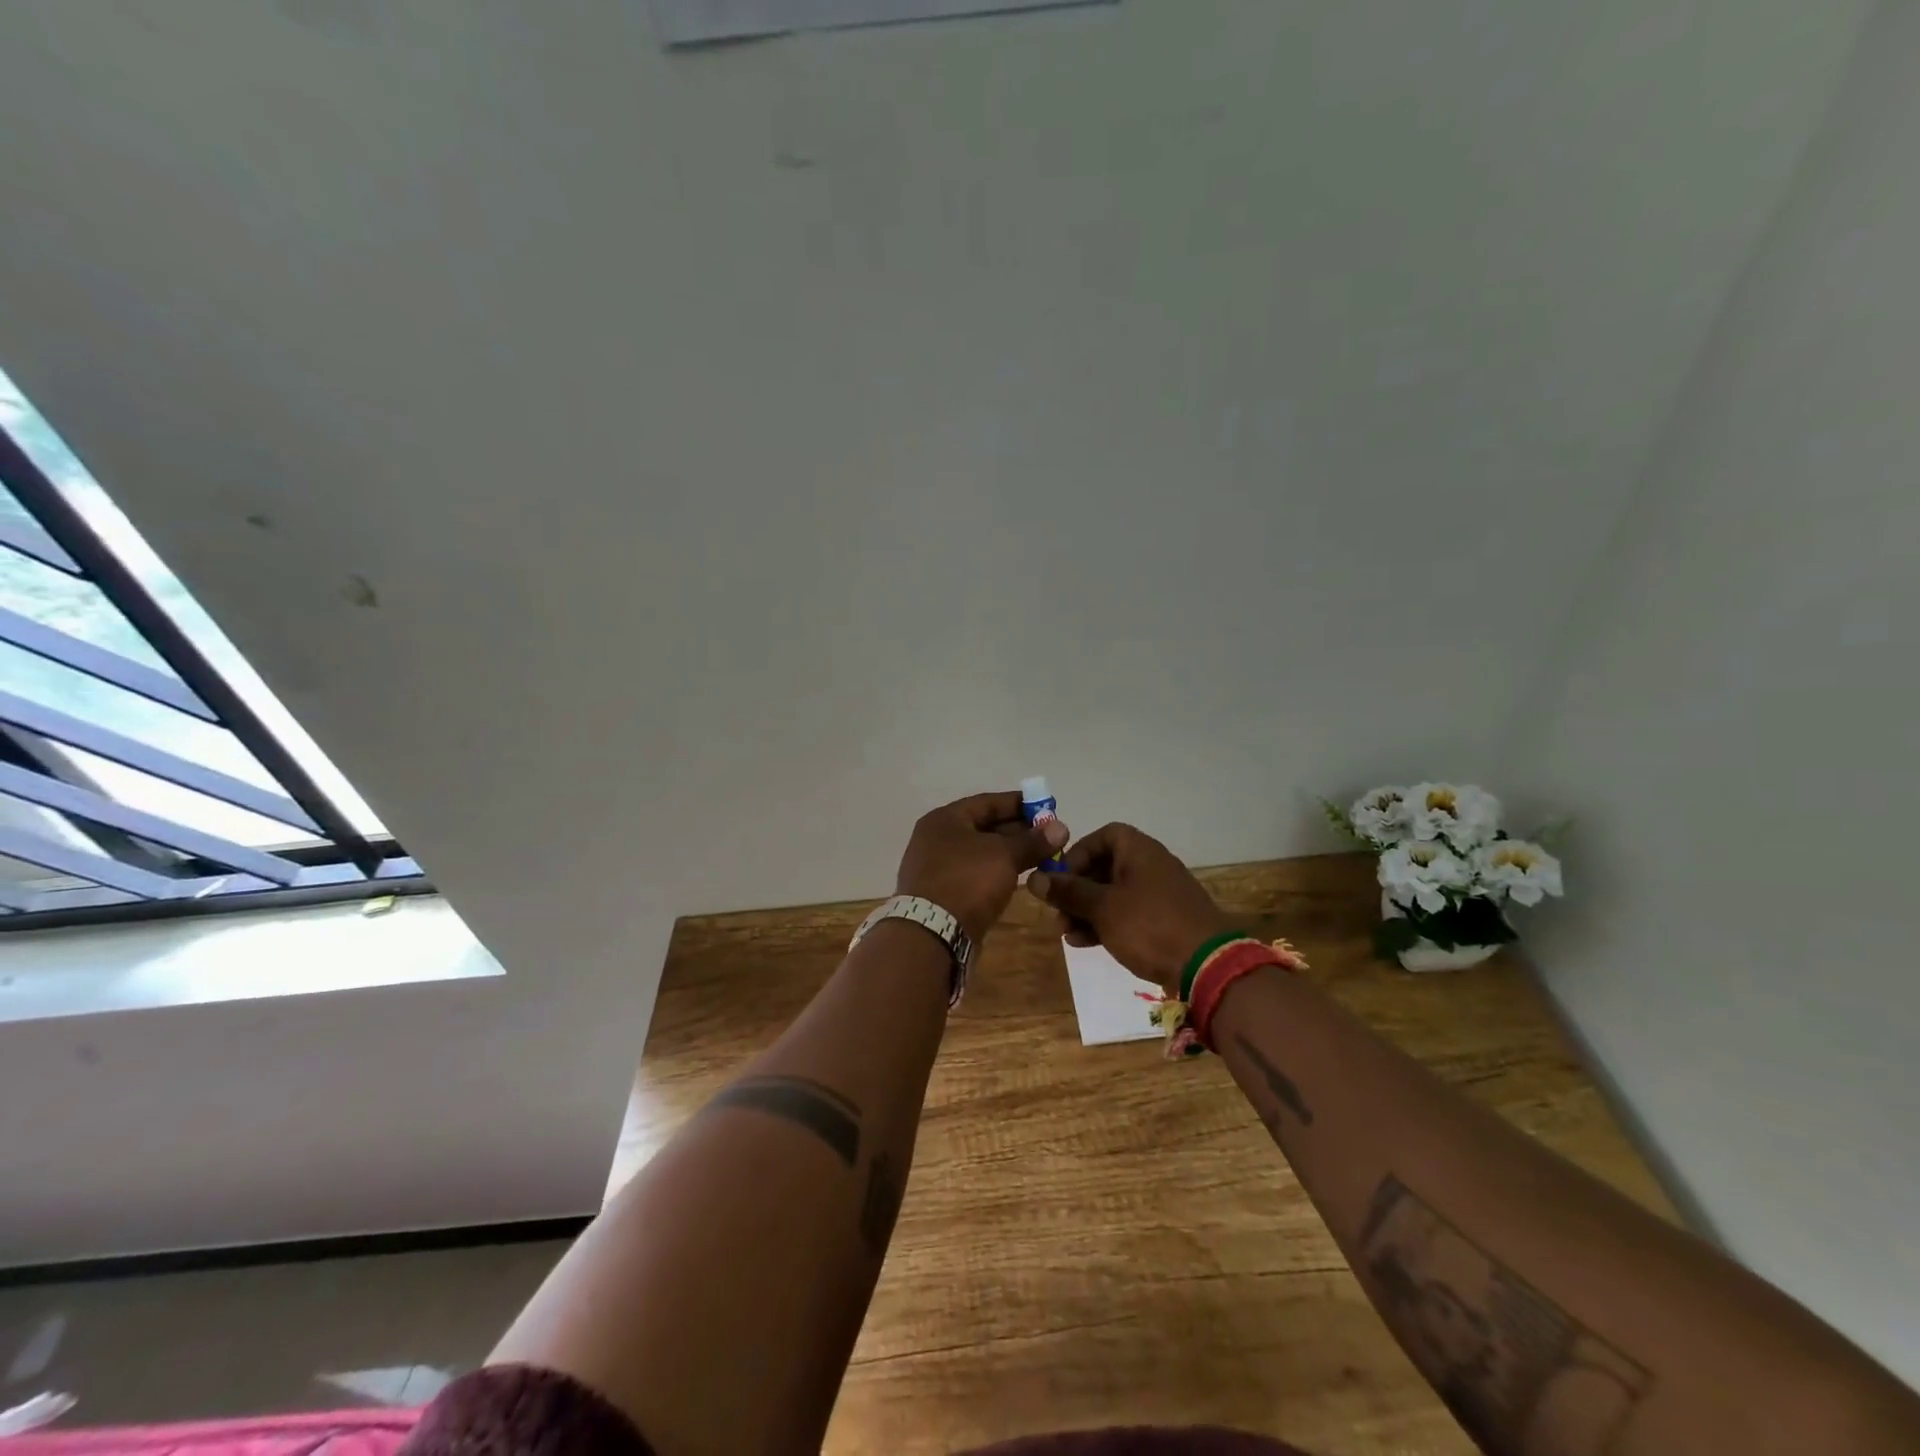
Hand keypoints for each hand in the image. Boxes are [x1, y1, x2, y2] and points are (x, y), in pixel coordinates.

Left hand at [896, 790, 1070, 943]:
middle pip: (983, 827)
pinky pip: (975, 874)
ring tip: (1042, 857)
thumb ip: (1032, 841)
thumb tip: (1060, 827)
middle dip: (1018, 830)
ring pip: (981, 853)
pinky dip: (997, 872)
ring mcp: (937, 868)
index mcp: (945, 819)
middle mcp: (936, 839)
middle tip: (1050, 836)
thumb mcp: (1004, 855)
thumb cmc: (967, 881)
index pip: (987, 802)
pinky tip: (1019, 877)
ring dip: (1010, 853)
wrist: (932, 934)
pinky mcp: (943, 894)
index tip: (1047, 807)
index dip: (1019, 803)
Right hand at [1025, 822, 1234, 994]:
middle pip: (1104, 866)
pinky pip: (1128, 913)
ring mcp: (1160, 893)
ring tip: (1068, 934)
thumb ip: (1067, 891)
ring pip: (1113, 893)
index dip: (1077, 854)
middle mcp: (1150, 864)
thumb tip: (1034, 878)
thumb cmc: (1149, 926)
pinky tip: (1087, 944)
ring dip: (1087, 910)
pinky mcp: (1165, 920)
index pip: (1102, 836)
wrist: (1208, 965)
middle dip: (1076, 890)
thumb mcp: (1102, 908)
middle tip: (1058, 913)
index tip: (1060, 879)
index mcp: (1138, 850)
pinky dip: (1106, 923)